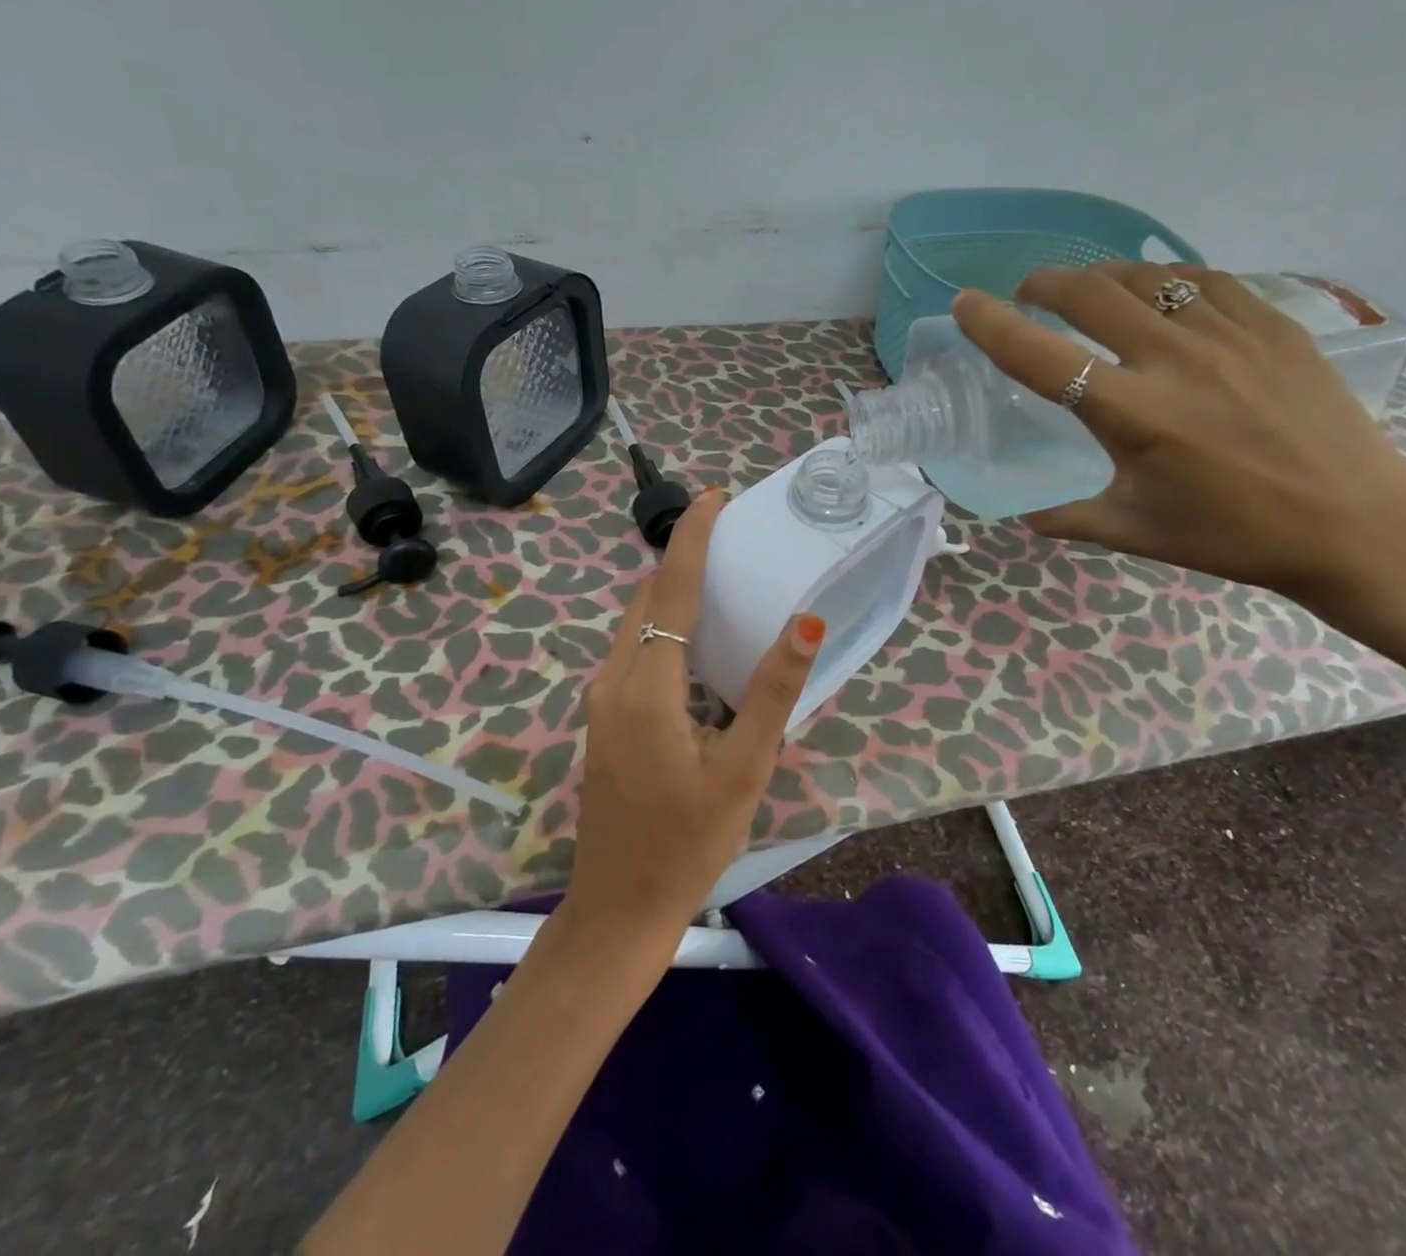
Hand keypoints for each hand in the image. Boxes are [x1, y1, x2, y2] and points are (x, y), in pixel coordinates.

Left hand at [567, 488, 825, 941]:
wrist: (618, 909)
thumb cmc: (687, 844)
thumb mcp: (743, 770)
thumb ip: (772, 693)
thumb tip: (805, 623)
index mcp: (646, 686)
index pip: (671, 590)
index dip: (693, 538)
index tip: (715, 497)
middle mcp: (613, 680)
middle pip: (648, 598)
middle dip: (684, 556)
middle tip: (733, 537)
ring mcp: (601, 700)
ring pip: (635, 623)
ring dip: (672, 590)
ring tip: (722, 576)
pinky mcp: (603, 718)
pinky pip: (632, 649)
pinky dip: (662, 624)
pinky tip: (697, 640)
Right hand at [954, 261, 1405, 598]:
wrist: (1354, 523)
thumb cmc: (1234, 535)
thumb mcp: (1137, 531)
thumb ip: (1070, 518)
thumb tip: (1024, 519)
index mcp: (1133, 415)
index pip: (1042, 358)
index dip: (993, 325)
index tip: (965, 304)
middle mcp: (1174, 361)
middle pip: (1091, 294)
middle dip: (1047, 284)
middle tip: (1031, 293)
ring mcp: (1230, 334)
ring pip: (1147, 277)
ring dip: (1102, 277)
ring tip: (1089, 291)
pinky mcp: (1273, 325)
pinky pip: (1206, 281)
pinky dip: (1166, 281)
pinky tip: (1161, 295)